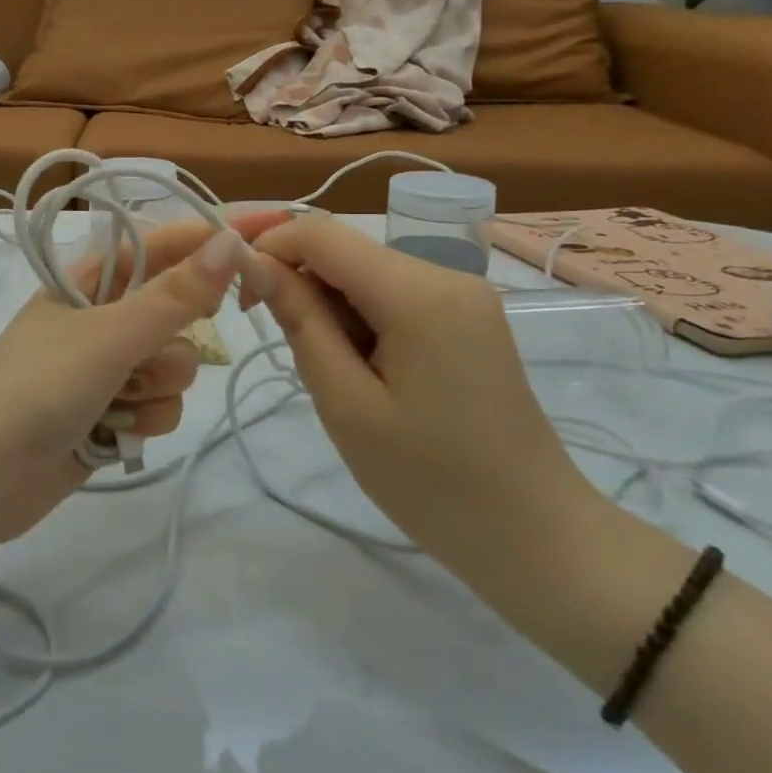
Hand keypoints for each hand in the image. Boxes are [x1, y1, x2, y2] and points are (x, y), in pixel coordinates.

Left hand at [0, 213, 287, 546]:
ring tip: (111, 403)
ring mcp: (110, 367)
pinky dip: (143, 422)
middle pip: (180, 314)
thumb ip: (175, 295)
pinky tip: (108, 433)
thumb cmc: (39, 387)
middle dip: (169, 343)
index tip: (264, 238)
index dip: (212, 240)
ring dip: (153, 390)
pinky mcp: (114, 412)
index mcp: (94, 279)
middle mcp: (105, 316)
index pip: (165, 244)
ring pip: (176, 366)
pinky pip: (162, 406)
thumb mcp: (109, 335)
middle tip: (142, 356)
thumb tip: (231, 242)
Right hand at [244, 214, 608, 582]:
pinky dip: (358, 317)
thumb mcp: (346, 403)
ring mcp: (462, 295)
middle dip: (296, 277)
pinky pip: (392, 294)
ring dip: (327, 304)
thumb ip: (299, 320)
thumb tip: (252, 261)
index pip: (321, 233)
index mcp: (418, 292)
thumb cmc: (431, 482)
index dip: (267, 245)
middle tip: (269, 333)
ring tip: (328, 370)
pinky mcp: (466, 317)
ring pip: (364, 271)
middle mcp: (445, 275)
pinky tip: (360, 368)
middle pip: (344, 248)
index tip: (235, 289)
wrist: (536, 539)